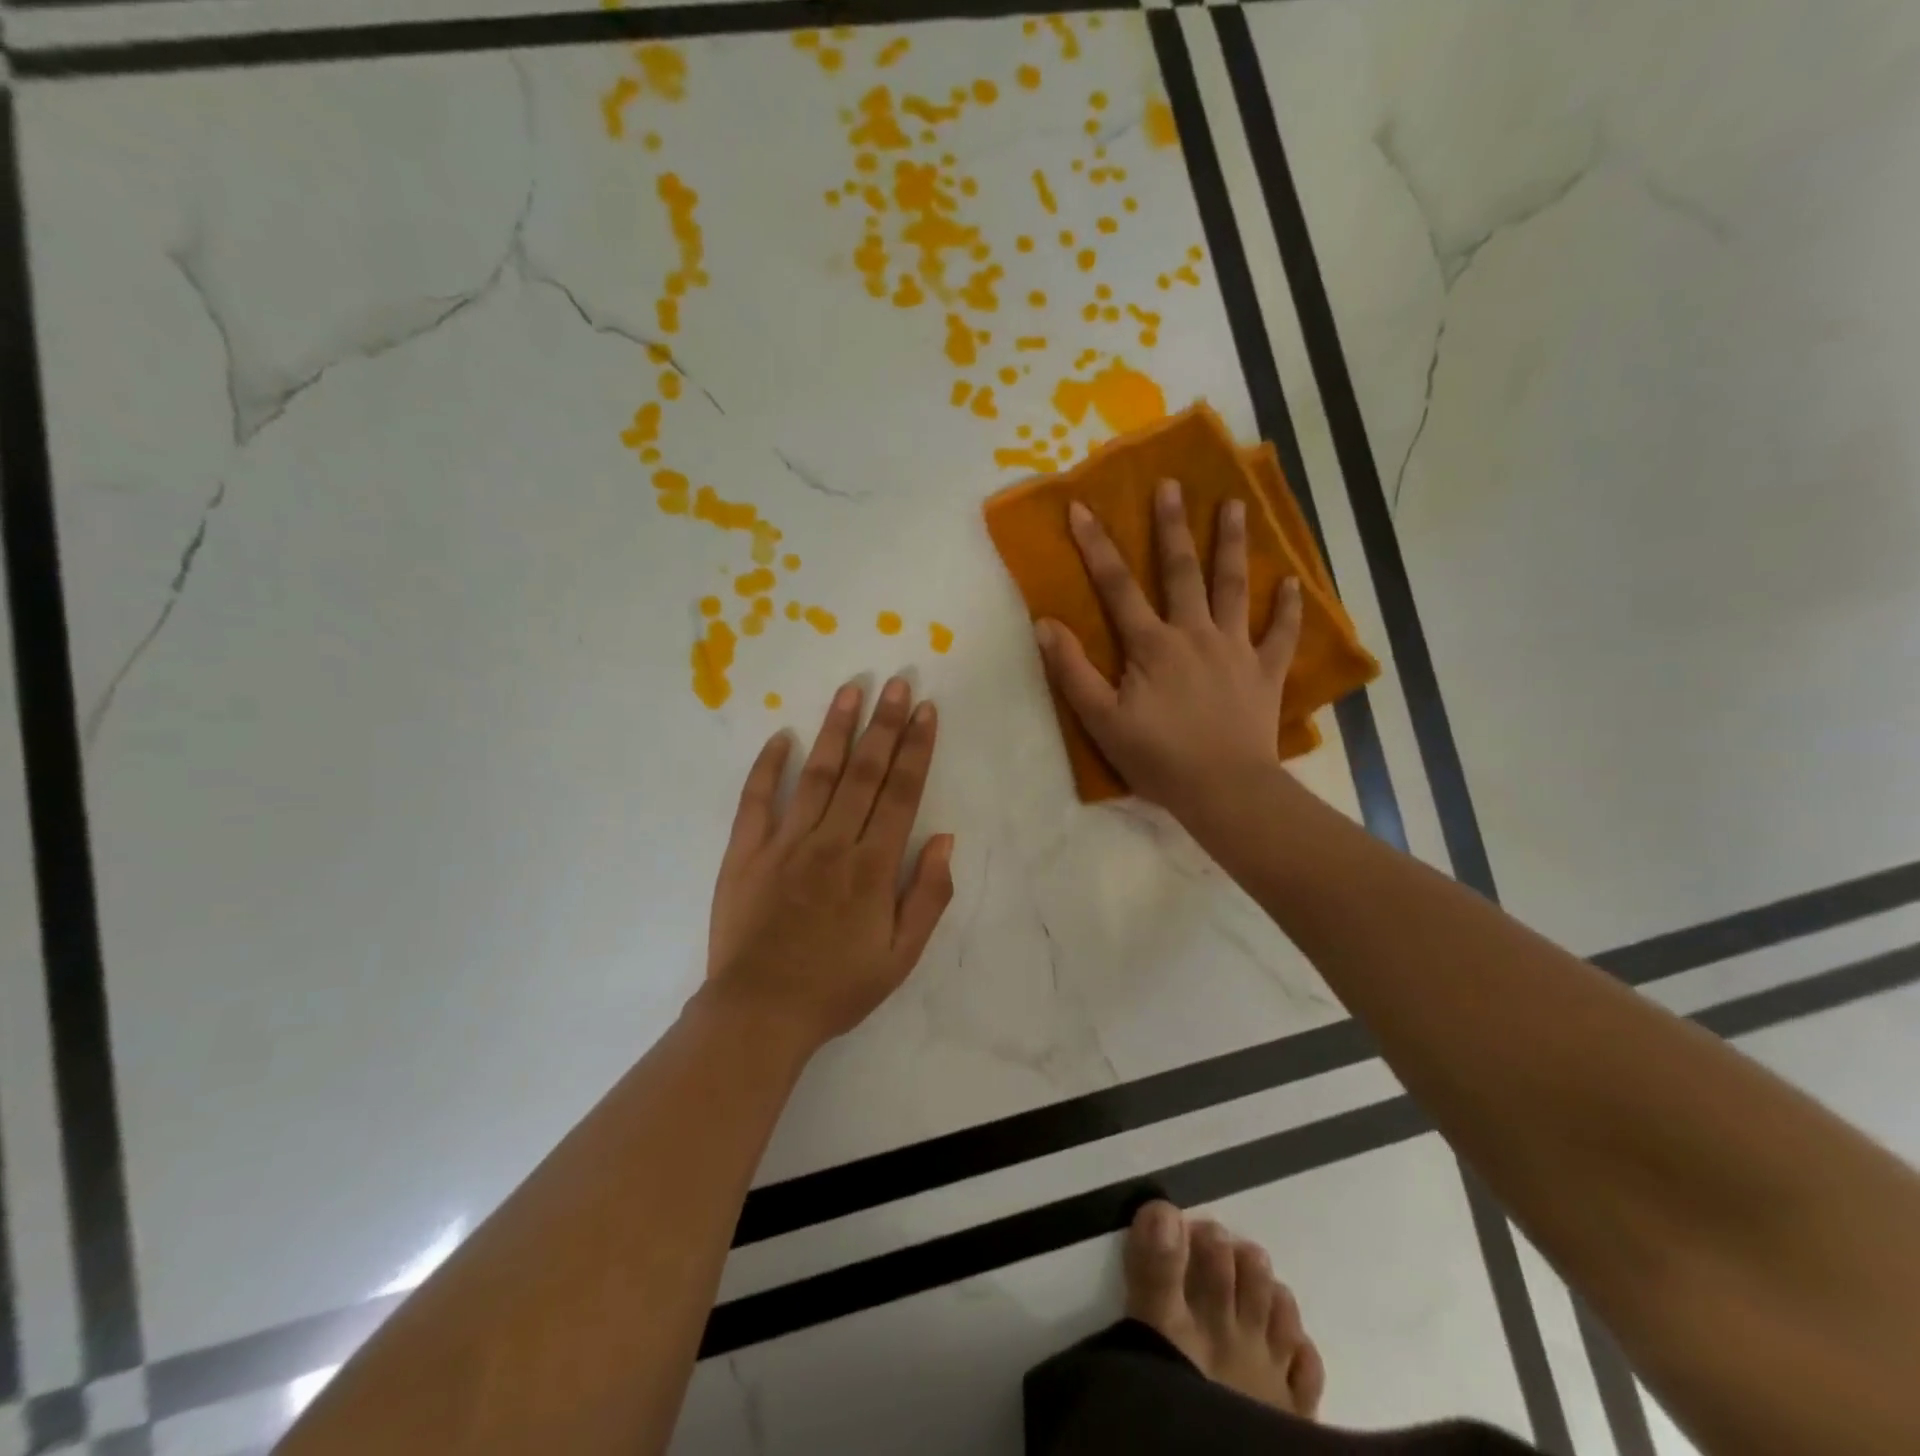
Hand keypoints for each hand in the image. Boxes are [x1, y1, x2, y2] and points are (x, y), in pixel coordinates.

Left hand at [705, 677, 955, 1053]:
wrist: (760, 1012)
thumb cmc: (837, 987)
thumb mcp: (901, 956)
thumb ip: (928, 895)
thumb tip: (945, 839)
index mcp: (873, 866)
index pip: (901, 793)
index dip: (916, 748)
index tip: (925, 711)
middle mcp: (833, 842)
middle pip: (865, 772)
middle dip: (884, 724)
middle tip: (896, 682)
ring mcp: (785, 843)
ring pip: (818, 774)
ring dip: (836, 730)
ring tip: (851, 691)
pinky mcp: (745, 851)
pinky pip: (757, 799)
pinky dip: (769, 766)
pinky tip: (782, 736)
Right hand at [1034, 479, 1302, 825]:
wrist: (1224, 790)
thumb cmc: (1158, 758)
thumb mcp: (1102, 720)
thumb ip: (1072, 671)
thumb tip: (1045, 624)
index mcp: (1152, 645)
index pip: (1117, 586)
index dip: (1096, 547)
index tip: (1082, 508)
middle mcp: (1195, 634)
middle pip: (1182, 571)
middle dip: (1173, 526)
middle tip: (1172, 484)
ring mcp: (1236, 649)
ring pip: (1234, 587)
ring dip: (1232, 545)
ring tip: (1235, 505)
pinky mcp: (1265, 672)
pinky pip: (1281, 633)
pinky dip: (1288, 607)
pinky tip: (1292, 581)